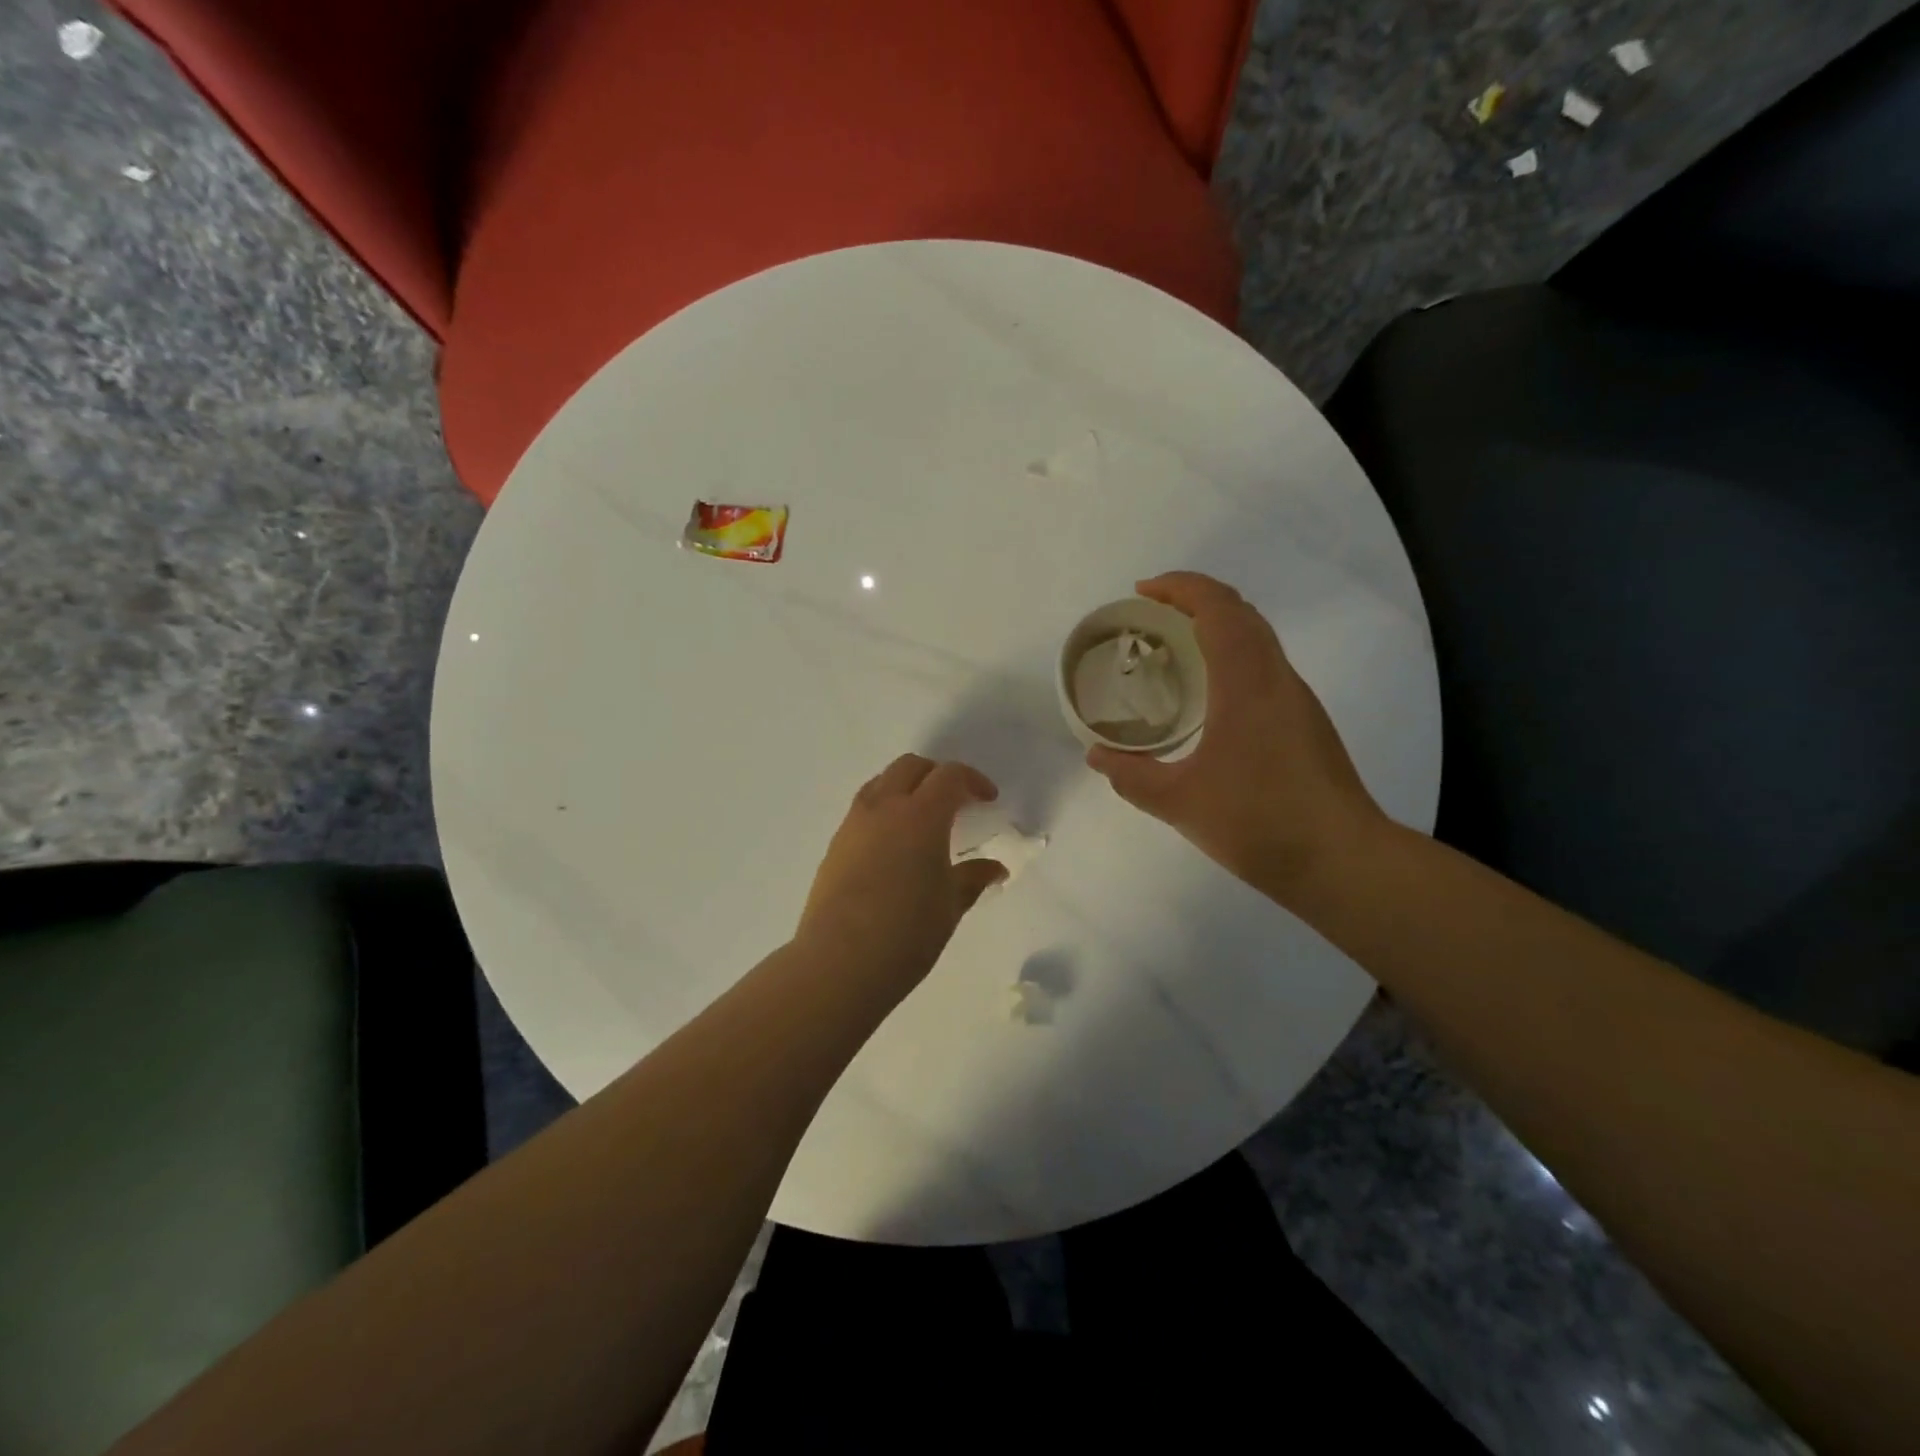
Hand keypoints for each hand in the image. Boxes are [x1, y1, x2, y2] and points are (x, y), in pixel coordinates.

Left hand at [797, 755, 1007, 990]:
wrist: (839, 962)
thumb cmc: (907, 933)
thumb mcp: (950, 906)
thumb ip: (973, 878)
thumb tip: (994, 868)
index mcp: (920, 816)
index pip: (949, 776)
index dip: (973, 781)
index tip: (987, 800)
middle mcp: (884, 808)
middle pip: (910, 767)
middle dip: (937, 775)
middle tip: (956, 802)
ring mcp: (854, 824)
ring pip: (881, 783)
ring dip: (906, 788)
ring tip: (922, 819)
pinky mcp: (835, 845)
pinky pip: (863, 809)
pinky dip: (884, 810)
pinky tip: (894, 845)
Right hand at [1087, 572, 1387, 901]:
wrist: (1343, 861)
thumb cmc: (1259, 822)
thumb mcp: (1180, 802)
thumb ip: (1132, 776)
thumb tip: (1097, 755)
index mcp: (1247, 683)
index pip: (1218, 608)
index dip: (1180, 588)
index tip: (1142, 593)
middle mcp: (1277, 678)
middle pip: (1241, 612)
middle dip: (1195, 600)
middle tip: (1151, 617)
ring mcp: (1297, 699)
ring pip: (1257, 638)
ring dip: (1217, 626)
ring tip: (1173, 650)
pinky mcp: (1305, 722)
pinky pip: (1264, 666)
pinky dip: (1231, 656)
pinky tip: (1208, 696)